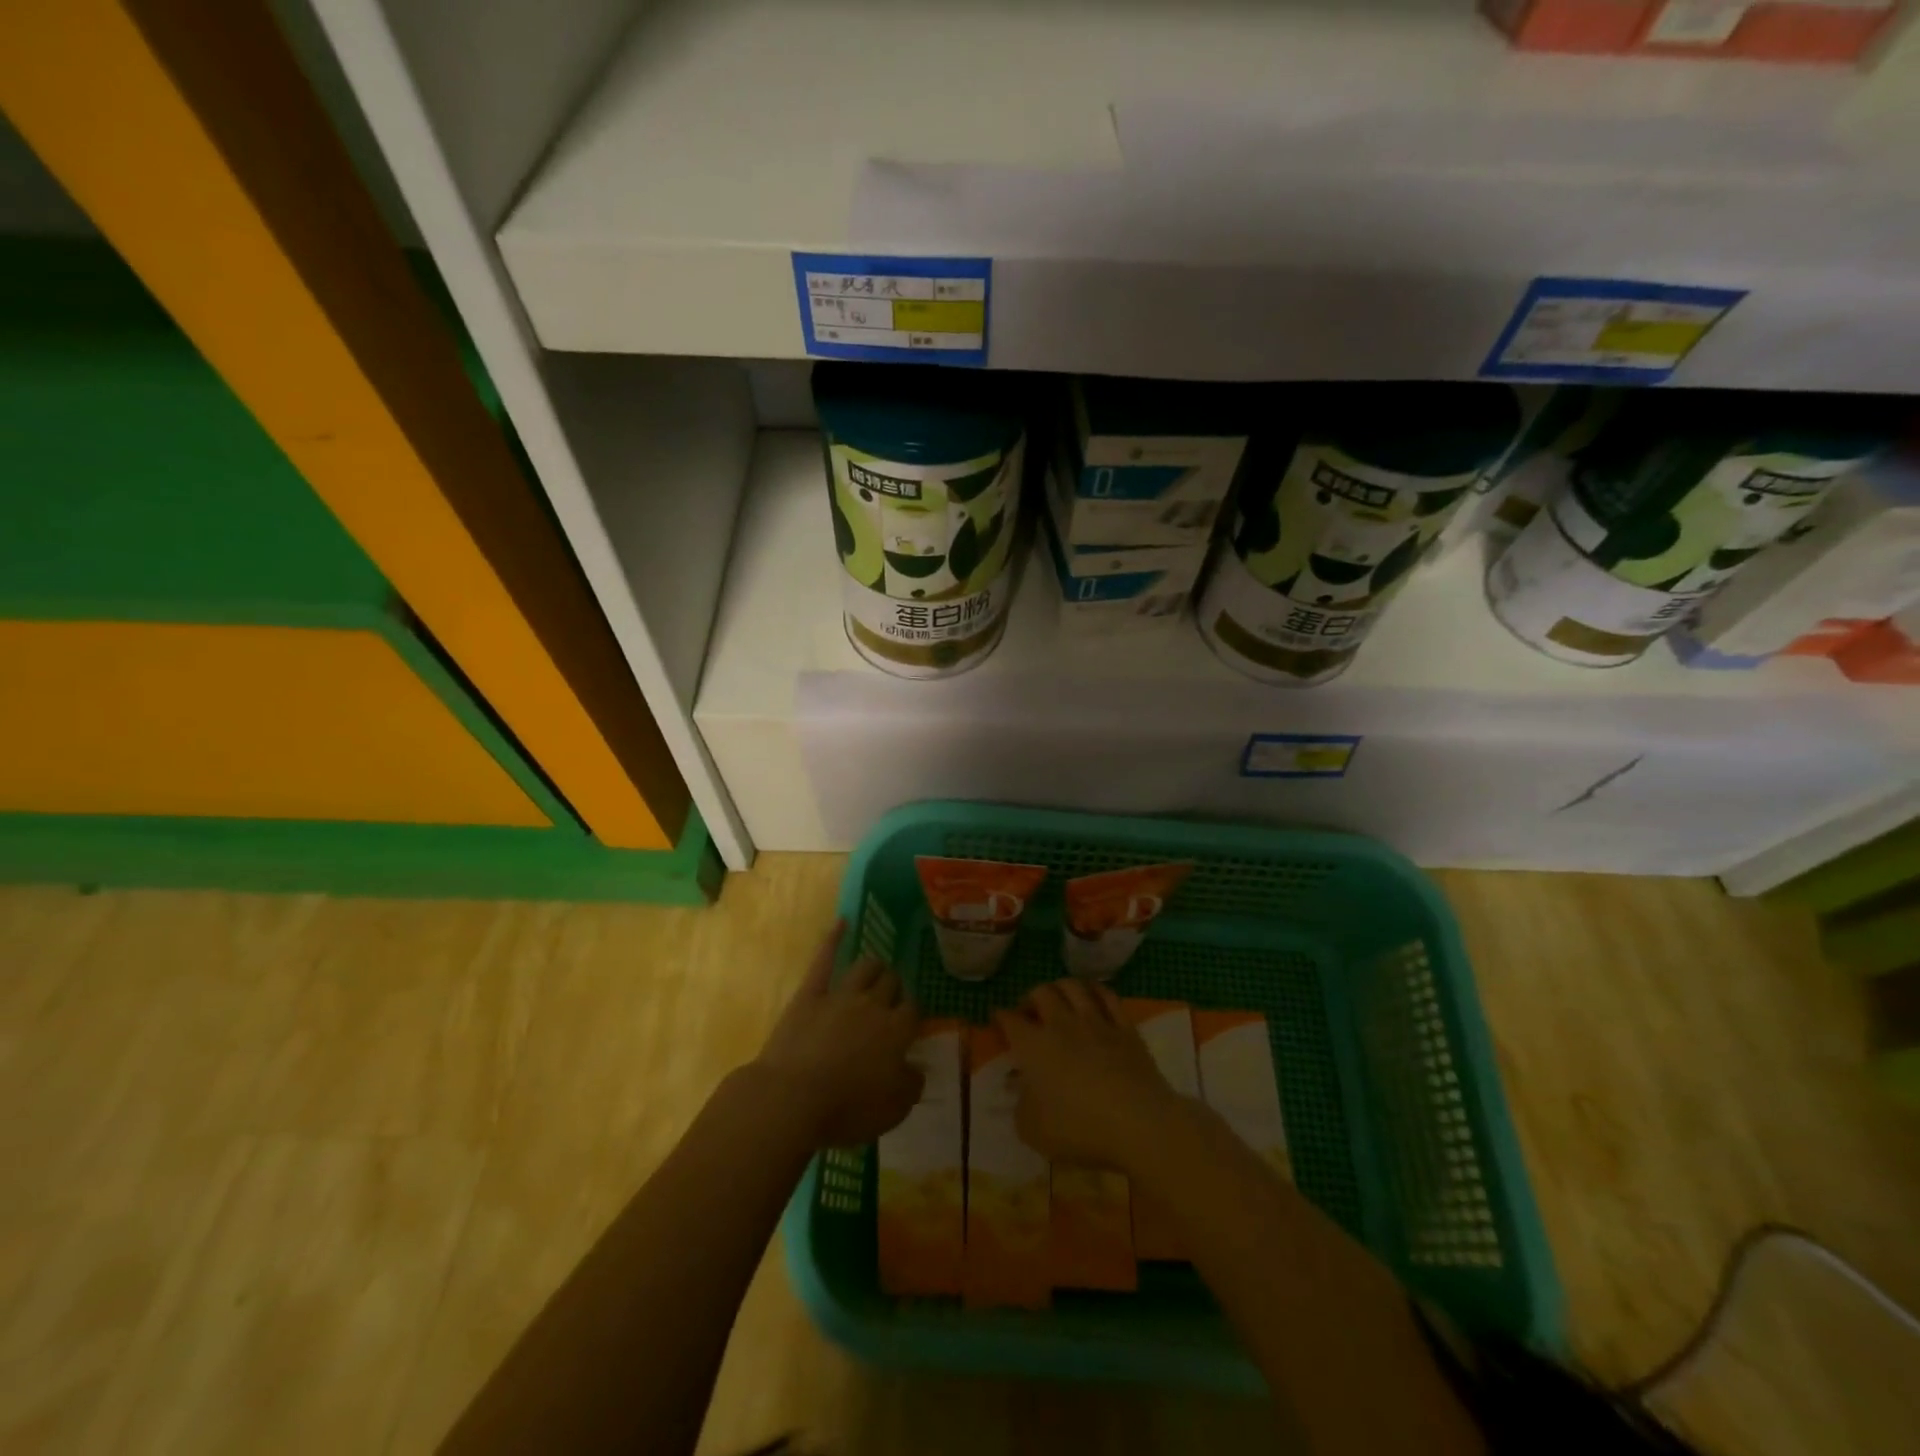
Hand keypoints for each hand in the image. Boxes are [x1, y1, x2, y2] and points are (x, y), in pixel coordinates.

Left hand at [752, 921, 923, 1148]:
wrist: (793, 1098)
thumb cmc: (847, 1109)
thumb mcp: (893, 1109)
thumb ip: (911, 1085)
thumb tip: (917, 1069)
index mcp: (897, 1031)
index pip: (913, 1009)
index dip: (913, 1012)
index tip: (910, 1020)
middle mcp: (873, 1005)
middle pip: (891, 983)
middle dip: (894, 986)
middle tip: (891, 996)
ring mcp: (840, 995)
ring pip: (865, 967)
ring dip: (874, 967)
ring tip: (876, 969)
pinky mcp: (810, 995)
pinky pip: (824, 960)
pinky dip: (833, 938)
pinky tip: (841, 923)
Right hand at [995, 979, 1190, 1172]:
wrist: (1137, 1123)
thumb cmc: (1078, 1129)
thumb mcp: (1033, 1130)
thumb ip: (1021, 1106)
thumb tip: (1021, 1089)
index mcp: (1033, 1046)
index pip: (1010, 1020)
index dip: (1000, 1017)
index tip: (997, 1018)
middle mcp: (1061, 1024)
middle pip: (1041, 993)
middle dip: (1030, 998)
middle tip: (1029, 1012)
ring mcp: (1096, 1021)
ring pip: (1073, 986)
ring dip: (1060, 987)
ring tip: (1058, 998)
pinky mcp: (1125, 1028)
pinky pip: (1108, 996)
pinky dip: (1096, 991)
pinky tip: (1093, 996)